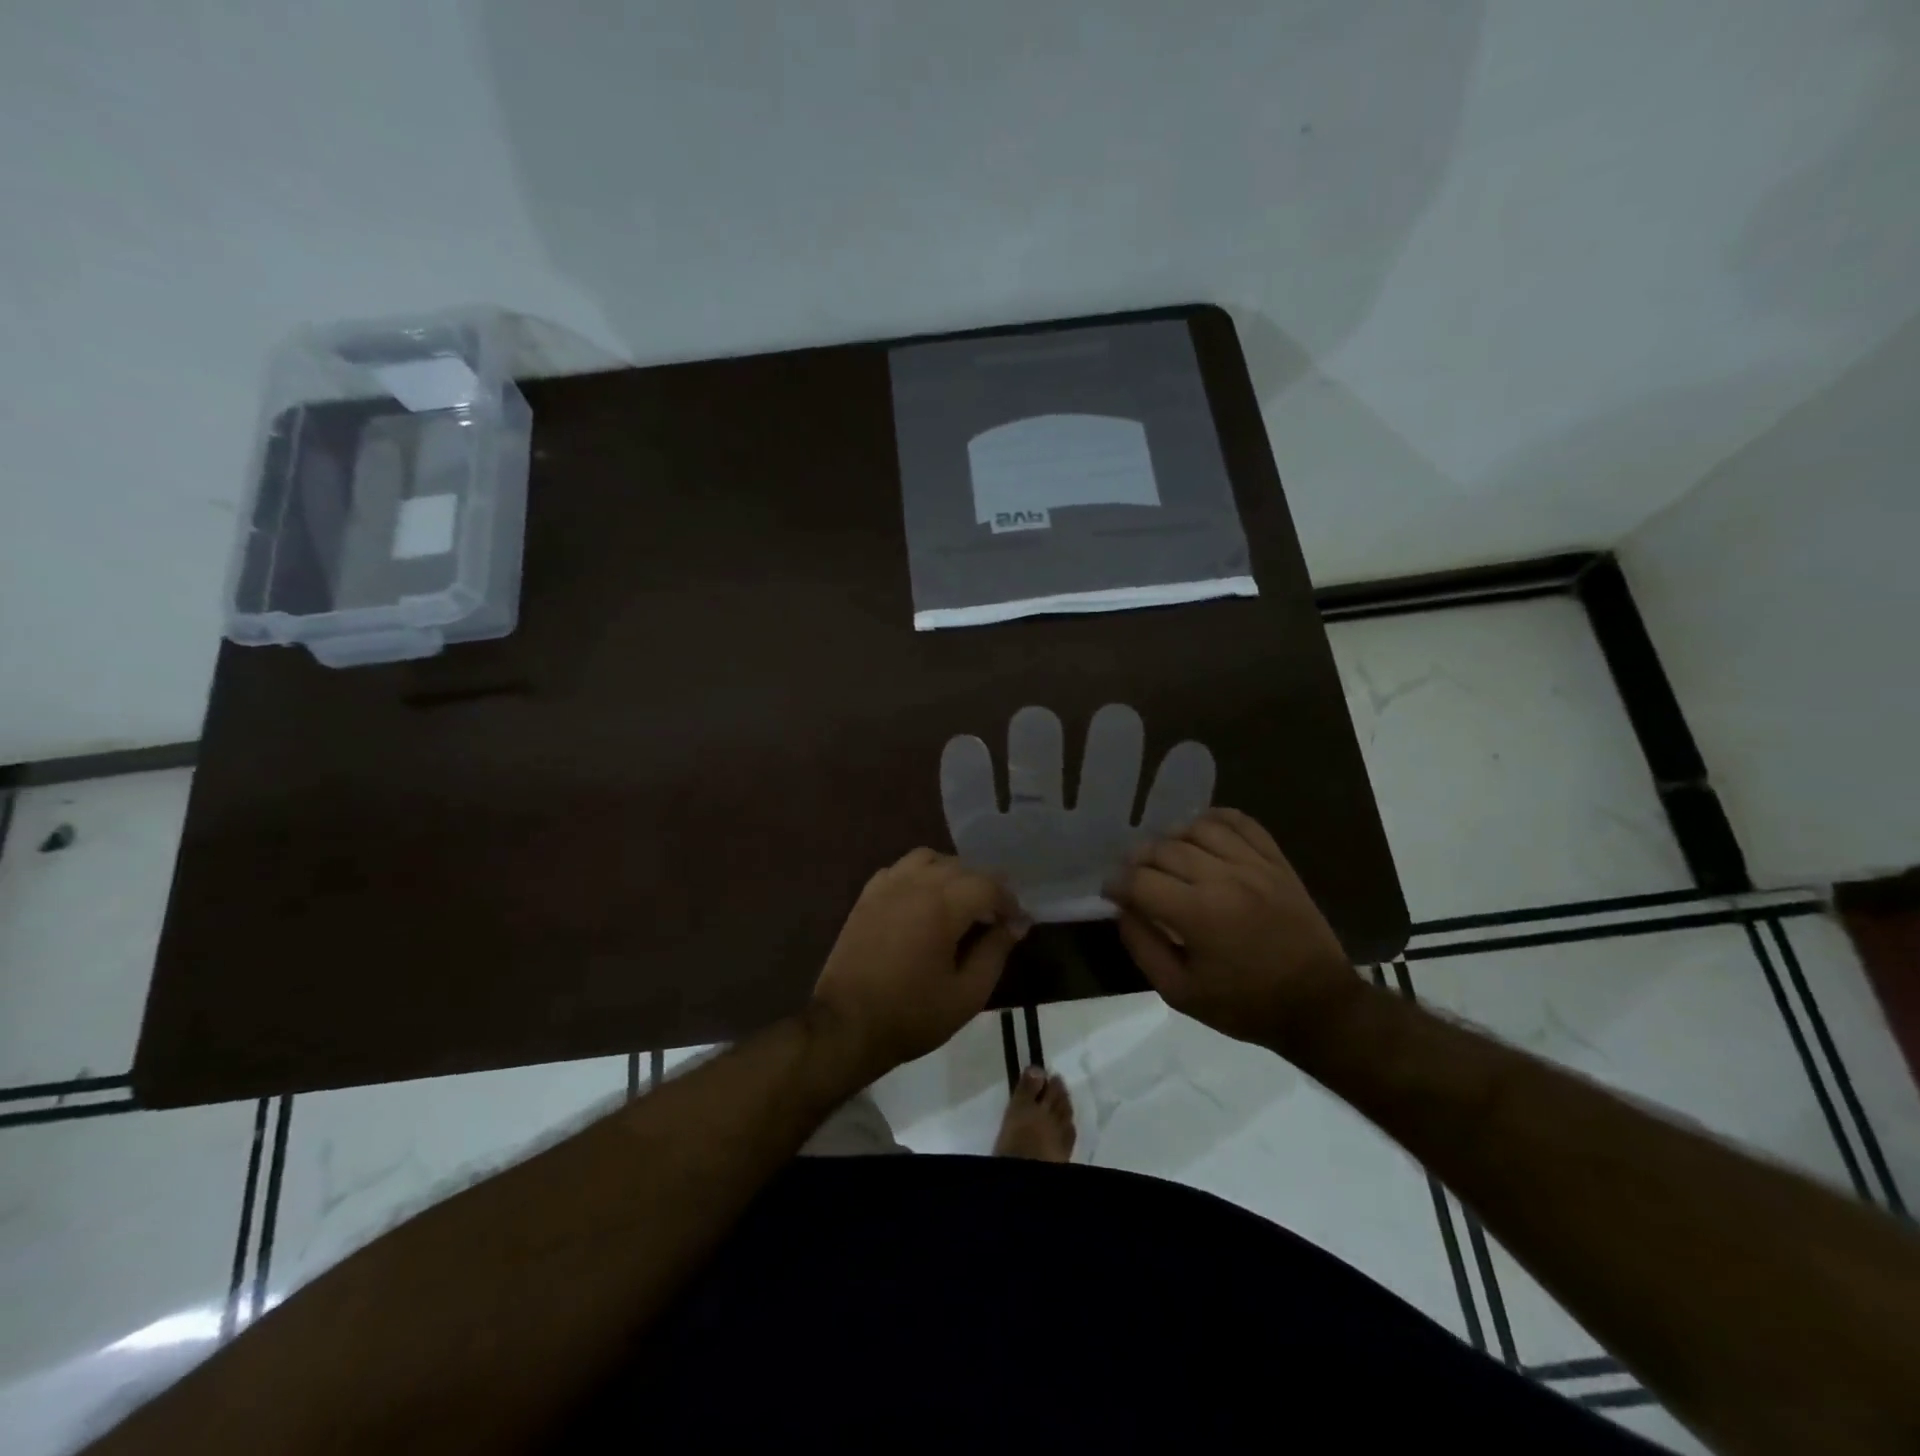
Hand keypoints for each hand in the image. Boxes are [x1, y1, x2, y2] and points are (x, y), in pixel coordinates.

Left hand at [810, 849, 1028, 1078]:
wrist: (847, 1026)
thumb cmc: (912, 1015)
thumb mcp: (967, 994)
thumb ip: (996, 951)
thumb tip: (1017, 923)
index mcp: (942, 906)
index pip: (988, 885)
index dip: (1009, 902)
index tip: (1016, 925)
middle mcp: (915, 884)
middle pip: (961, 867)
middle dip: (984, 888)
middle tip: (992, 920)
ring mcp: (886, 886)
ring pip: (929, 859)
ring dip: (951, 874)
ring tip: (958, 905)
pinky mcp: (866, 896)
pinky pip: (900, 869)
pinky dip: (919, 876)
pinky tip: (922, 903)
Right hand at [1111, 808, 1358, 1050]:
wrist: (1318, 1005)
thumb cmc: (1245, 1005)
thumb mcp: (1180, 993)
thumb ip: (1143, 947)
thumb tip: (1122, 910)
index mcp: (1198, 914)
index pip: (1139, 880)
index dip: (1116, 884)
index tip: (1112, 894)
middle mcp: (1224, 878)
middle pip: (1163, 849)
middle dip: (1138, 861)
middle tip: (1135, 878)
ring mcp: (1254, 865)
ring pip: (1198, 828)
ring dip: (1172, 839)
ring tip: (1168, 858)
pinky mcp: (1277, 861)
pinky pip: (1241, 822)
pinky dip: (1215, 820)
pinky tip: (1203, 834)